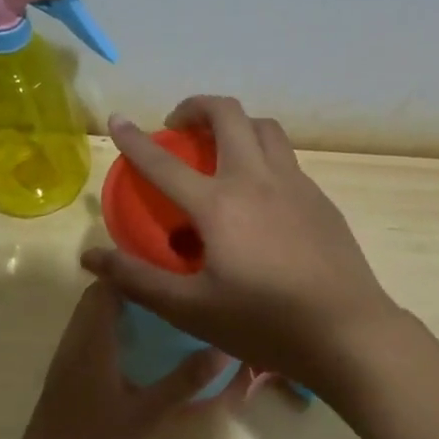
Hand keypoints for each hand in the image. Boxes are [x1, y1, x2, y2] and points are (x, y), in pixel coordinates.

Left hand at [0, 281, 226, 438]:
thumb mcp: (147, 416)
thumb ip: (184, 381)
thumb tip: (223, 348)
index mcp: (91, 342)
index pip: (106, 286)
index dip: (133, 272)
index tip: (169, 271)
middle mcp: (73, 343)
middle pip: (97, 299)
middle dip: (131, 291)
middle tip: (171, 294)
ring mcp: (64, 362)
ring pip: (90, 320)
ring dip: (120, 312)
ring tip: (161, 316)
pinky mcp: (63, 381)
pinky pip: (87, 340)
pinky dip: (111, 333)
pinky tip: (138, 352)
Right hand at [83, 96, 438, 438]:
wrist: (347, 332)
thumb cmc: (264, 323)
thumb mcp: (191, 309)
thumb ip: (138, 279)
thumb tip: (90, 256)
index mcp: (219, 204)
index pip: (164, 162)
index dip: (135, 139)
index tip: (117, 120)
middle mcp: (257, 179)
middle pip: (228, 114)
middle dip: (196, 107)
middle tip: (178, 127)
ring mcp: (295, 184)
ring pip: (264, 128)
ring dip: (235, 125)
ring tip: (219, 150)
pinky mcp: (319, 198)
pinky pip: (286, 158)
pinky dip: (262, 154)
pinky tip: (259, 194)